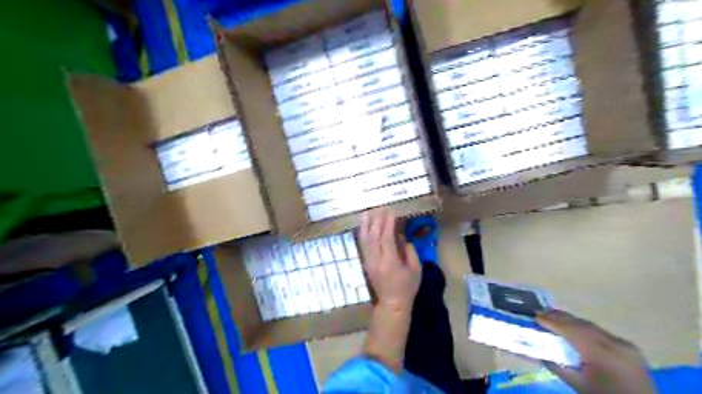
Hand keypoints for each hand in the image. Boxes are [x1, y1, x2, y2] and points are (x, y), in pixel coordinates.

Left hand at [358, 208, 418, 312]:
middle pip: (373, 237)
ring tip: (367, 212)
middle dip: (377, 221)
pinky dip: (363, 234)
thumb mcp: (416, 269)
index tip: (392, 212)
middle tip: (381, 208)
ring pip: (365, 240)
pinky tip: (364, 226)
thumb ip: (409, 250)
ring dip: (366, 225)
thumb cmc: (407, 287)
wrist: (392, 304)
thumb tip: (399, 236)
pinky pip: (363, 245)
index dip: (388, 224)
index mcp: (390, 262)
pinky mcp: (366, 263)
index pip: (387, 238)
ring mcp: (369, 262)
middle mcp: (376, 260)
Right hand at [538, 311, 658, 393]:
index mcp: (603, 355)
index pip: (572, 331)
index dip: (552, 322)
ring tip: (553, 316)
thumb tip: (539, 350)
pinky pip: (601, 332)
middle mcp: (615, 344)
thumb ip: (558, 366)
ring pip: (591, 326)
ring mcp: (625, 344)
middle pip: (582, 324)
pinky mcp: (629, 347)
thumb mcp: (578, 385)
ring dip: (571, 321)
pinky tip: (573, 327)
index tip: (535, 316)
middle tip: (540, 312)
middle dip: (559, 317)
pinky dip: (584, 328)